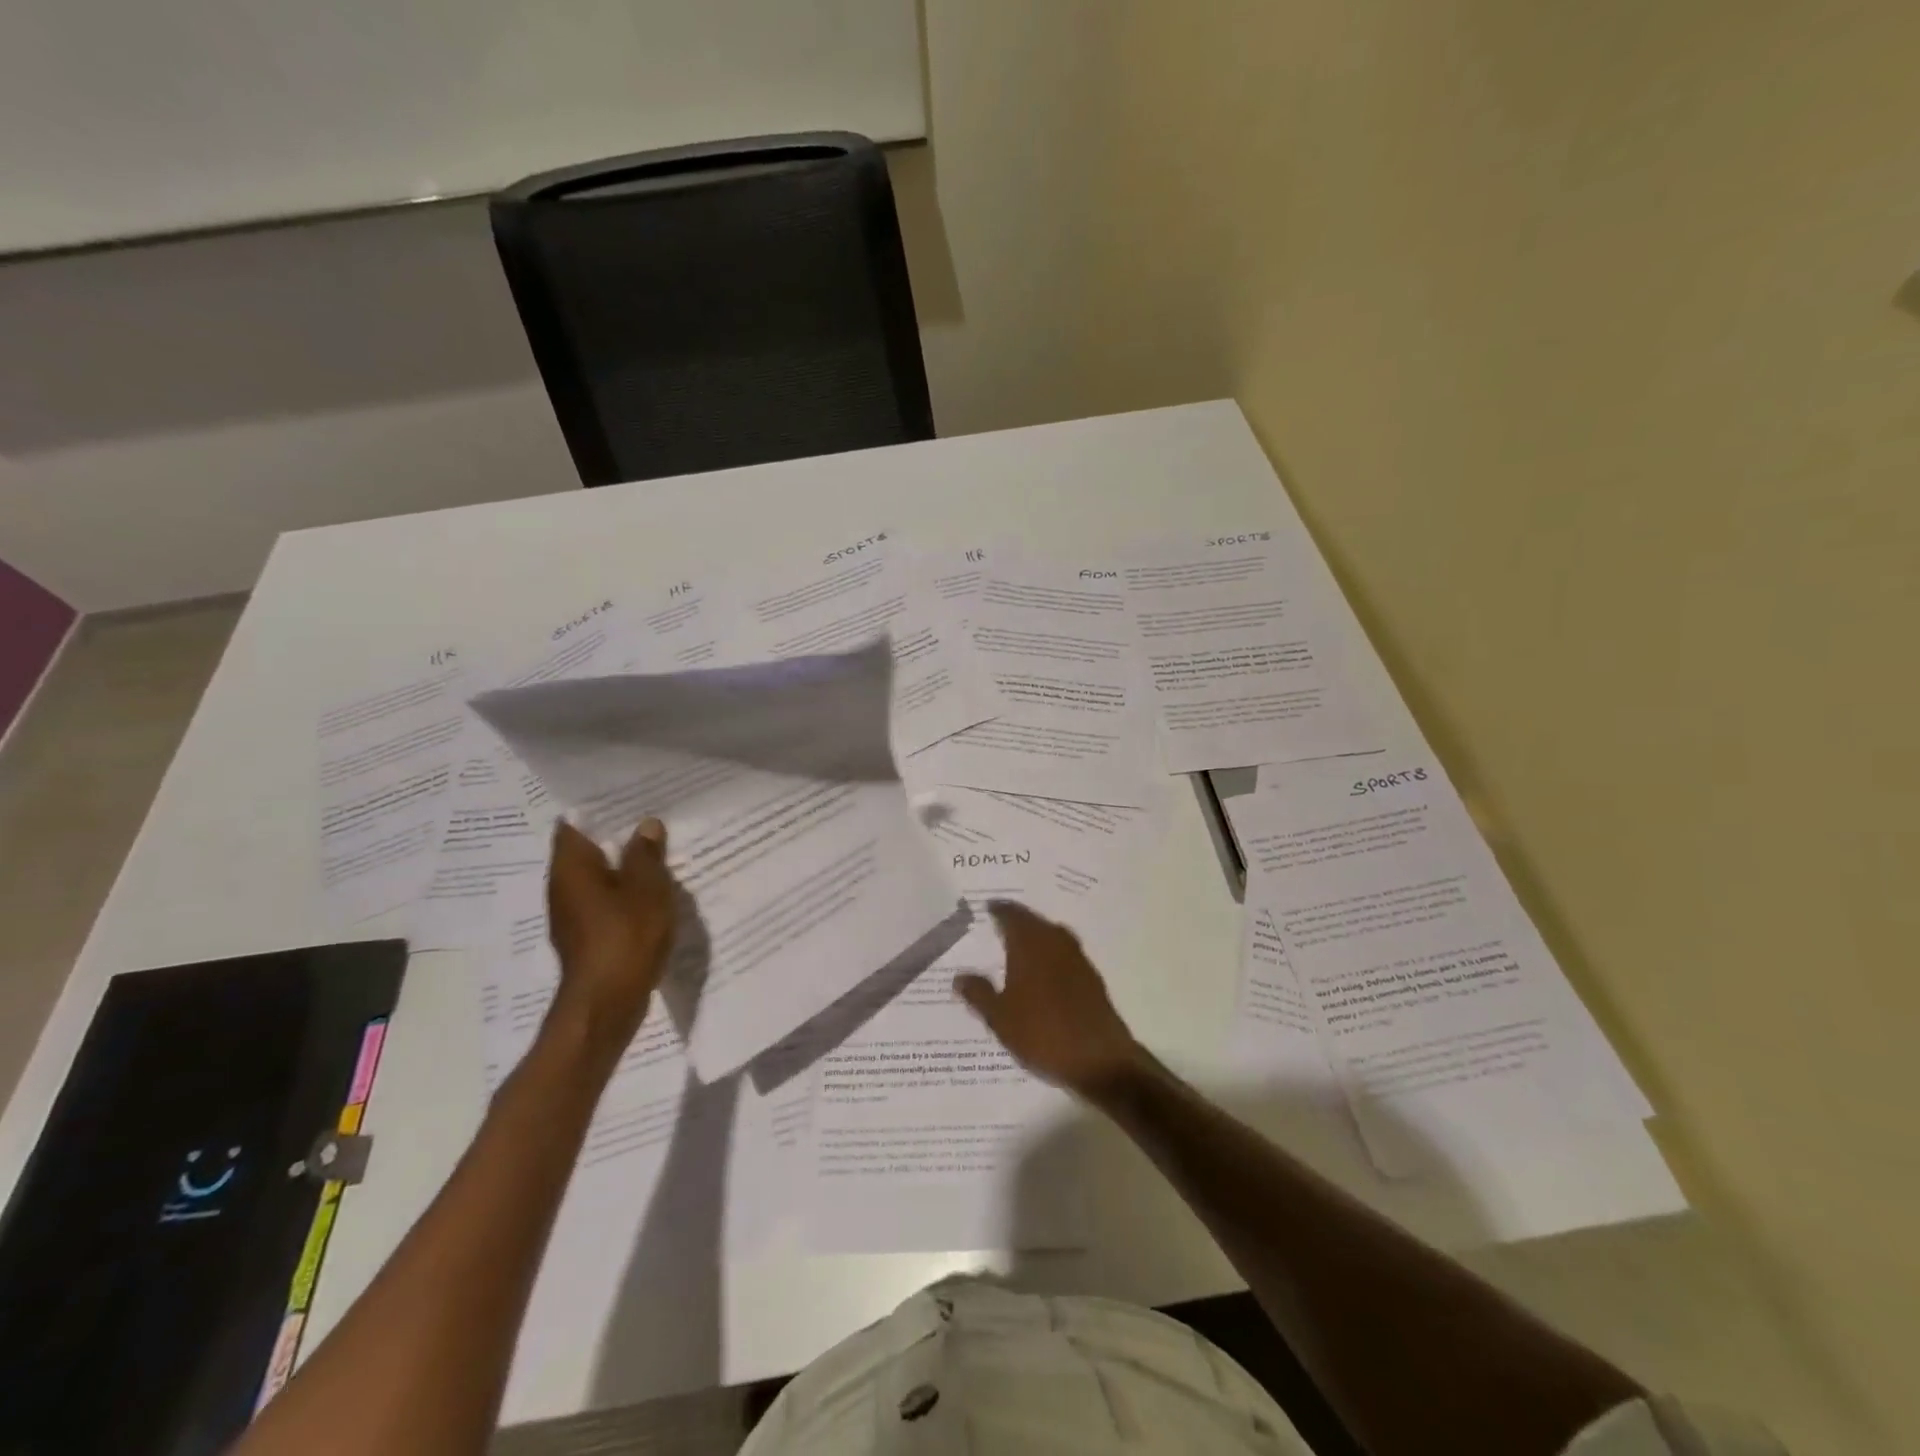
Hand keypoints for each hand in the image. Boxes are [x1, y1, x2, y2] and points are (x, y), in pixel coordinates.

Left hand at [545, 817, 677, 1057]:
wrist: (608, 1004)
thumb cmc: (625, 937)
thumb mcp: (648, 888)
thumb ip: (647, 854)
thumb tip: (645, 826)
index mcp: (571, 868)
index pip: (575, 824)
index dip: (599, 809)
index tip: (629, 798)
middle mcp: (562, 887)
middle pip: (587, 851)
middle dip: (618, 838)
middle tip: (653, 822)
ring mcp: (572, 915)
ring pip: (599, 878)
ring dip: (625, 868)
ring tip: (660, 854)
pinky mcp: (587, 937)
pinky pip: (606, 903)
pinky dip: (626, 894)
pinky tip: (654, 894)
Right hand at [954, 901, 1142, 1100]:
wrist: (1099, 1059)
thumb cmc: (1042, 1034)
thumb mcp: (1000, 1018)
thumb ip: (979, 993)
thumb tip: (959, 975)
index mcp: (1030, 945)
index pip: (1012, 915)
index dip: (999, 909)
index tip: (988, 906)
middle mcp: (1055, 942)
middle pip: (1034, 921)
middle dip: (1018, 919)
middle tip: (1001, 920)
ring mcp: (1077, 958)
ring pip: (1052, 935)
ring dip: (1037, 934)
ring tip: (1020, 942)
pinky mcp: (1092, 977)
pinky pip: (1065, 952)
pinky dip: (1052, 953)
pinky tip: (1045, 969)